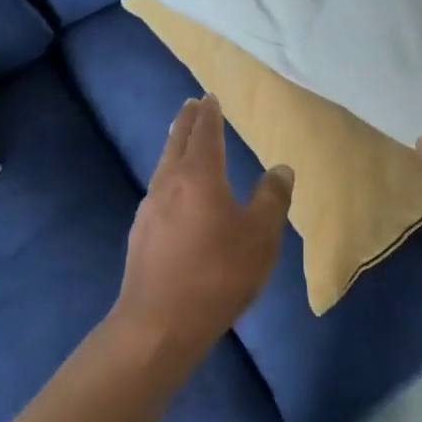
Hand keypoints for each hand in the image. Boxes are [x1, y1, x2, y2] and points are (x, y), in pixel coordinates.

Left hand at [115, 95, 291, 362]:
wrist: (158, 324)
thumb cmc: (217, 274)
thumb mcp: (260, 237)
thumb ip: (272, 199)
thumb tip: (281, 169)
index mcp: (200, 175)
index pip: (204, 132)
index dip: (209, 114)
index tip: (209, 98)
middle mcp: (169, 182)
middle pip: (177, 142)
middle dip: (186, 122)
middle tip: (191, 105)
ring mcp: (149, 208)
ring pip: (164, 165)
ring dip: (175, 147)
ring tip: (182, 142)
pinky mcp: (140, 234)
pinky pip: (158, 191)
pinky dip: (169, 177)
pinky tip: (174, 194)